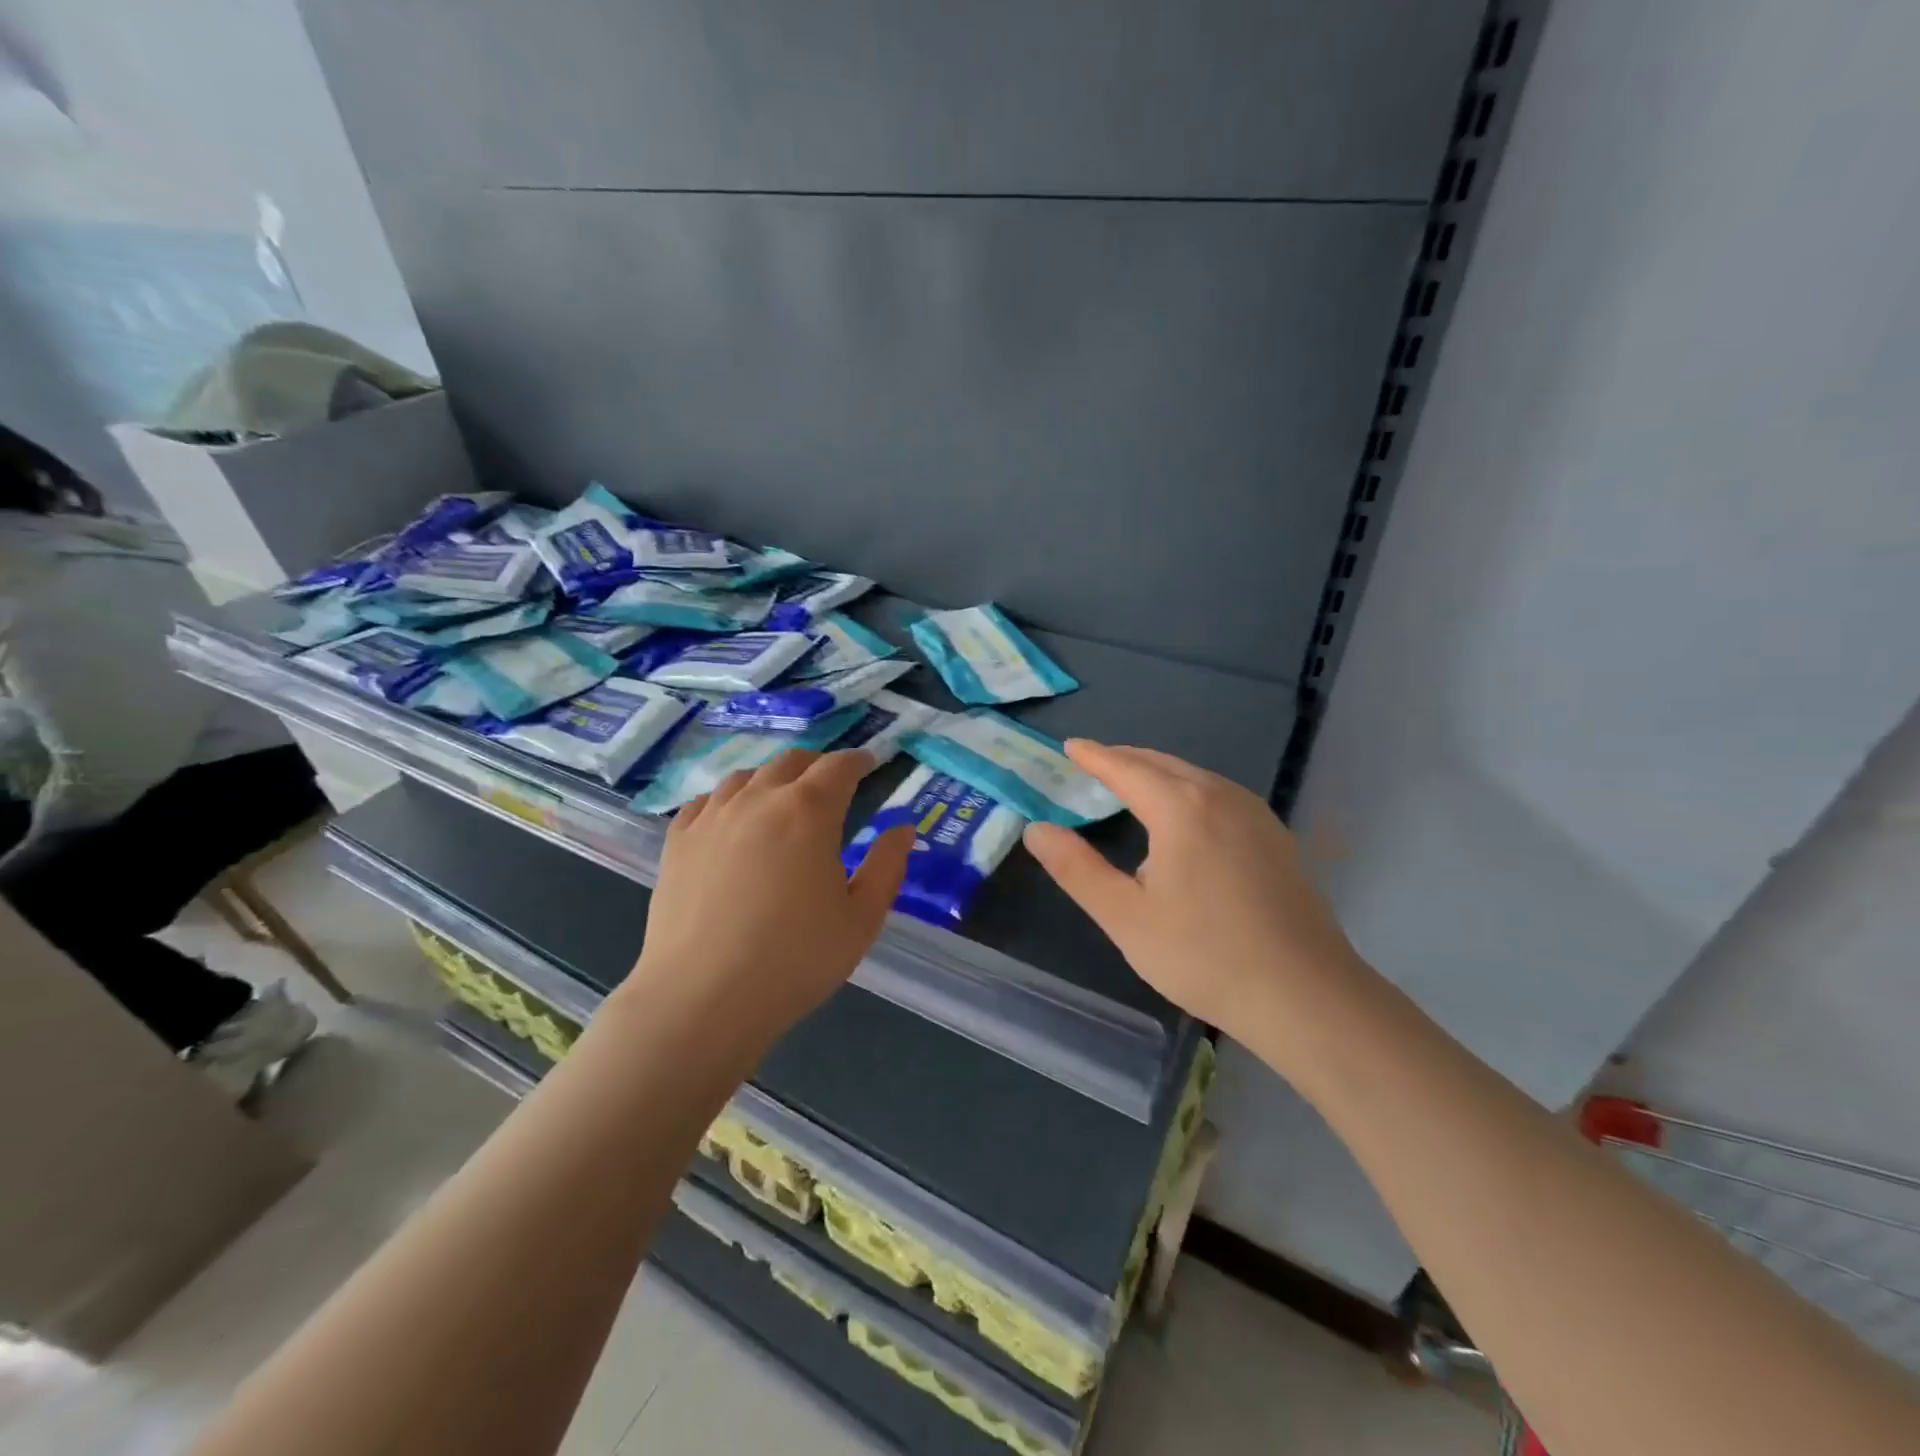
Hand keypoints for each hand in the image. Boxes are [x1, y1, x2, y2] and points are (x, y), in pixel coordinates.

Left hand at [629, 749, 912, 1039]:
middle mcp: (759, 799)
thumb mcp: (861, 919)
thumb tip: (903, 830)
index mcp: (809, 812)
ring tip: (782, 798)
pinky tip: (732, 819)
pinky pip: (706, 802)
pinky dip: (729, 799)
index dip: (858, 761)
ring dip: (773, 778)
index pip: (838, 767)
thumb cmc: (795, 959)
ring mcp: (712, 817)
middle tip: (831, 783)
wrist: (702, 998)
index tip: (869, 764)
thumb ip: (887, 867)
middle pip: (791, 762)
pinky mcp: (678, 841)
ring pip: (746, 776)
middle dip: (818, 765)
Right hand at [1023, 741, 1360, 1040]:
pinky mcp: (1275, 837)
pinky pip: (1220, 794)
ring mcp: (1255, 815)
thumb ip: (1076, 869)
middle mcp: (1221, 796)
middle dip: (1125, 758)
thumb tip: (1036, 829)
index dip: (1094, 756)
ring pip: (1195, 776)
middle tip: (1093, 762)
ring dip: (1158, 772)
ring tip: (1131, 783)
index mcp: (1181, 808)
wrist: (1305, 994)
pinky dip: (1188, 789)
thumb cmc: (1204, 955)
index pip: (1126, 768)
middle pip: (1163, 763)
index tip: (1070, 746)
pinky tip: (1185, 815)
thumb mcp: (1125, 916)